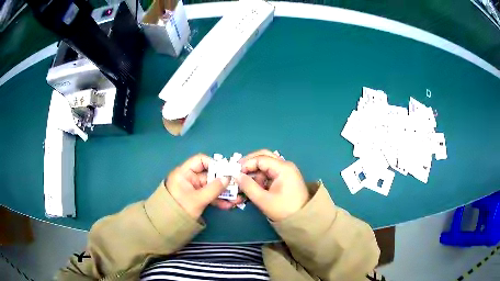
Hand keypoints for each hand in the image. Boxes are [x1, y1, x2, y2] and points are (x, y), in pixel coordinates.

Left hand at [166, 154, 231, 217]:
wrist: (168, 226)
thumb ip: (214, 188)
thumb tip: (228, 178)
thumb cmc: (180, 208)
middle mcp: (190, 178)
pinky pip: (210, 196)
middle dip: (223, 182)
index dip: (214, 164)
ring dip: (224, 193)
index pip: (200, 161)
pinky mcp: (198, 198)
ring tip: (236, 199)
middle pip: (209, 175)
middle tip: (237, 186)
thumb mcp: (198, 199)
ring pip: (211, 187)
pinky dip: (218, 200)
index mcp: (185, 173)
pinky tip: (228, 205)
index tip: (226, 171)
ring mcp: (194, 189)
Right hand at [236, 150, 309, 220]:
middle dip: (250, 164)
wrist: (302, 220)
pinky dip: (261, 177)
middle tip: (238, 173)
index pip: (260, 159)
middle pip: (264, 157)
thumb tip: (236, 175)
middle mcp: (285, 165)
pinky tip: (255, 187)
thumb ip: (248, 186)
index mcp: (283, 168)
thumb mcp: (263, 200)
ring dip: (255, 172)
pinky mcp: (285, 178)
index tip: (235, 173)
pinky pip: (270, 172)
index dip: (246, 164)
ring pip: (266, 164)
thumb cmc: (284, 210)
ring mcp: (286, 171)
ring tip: (246, 185)